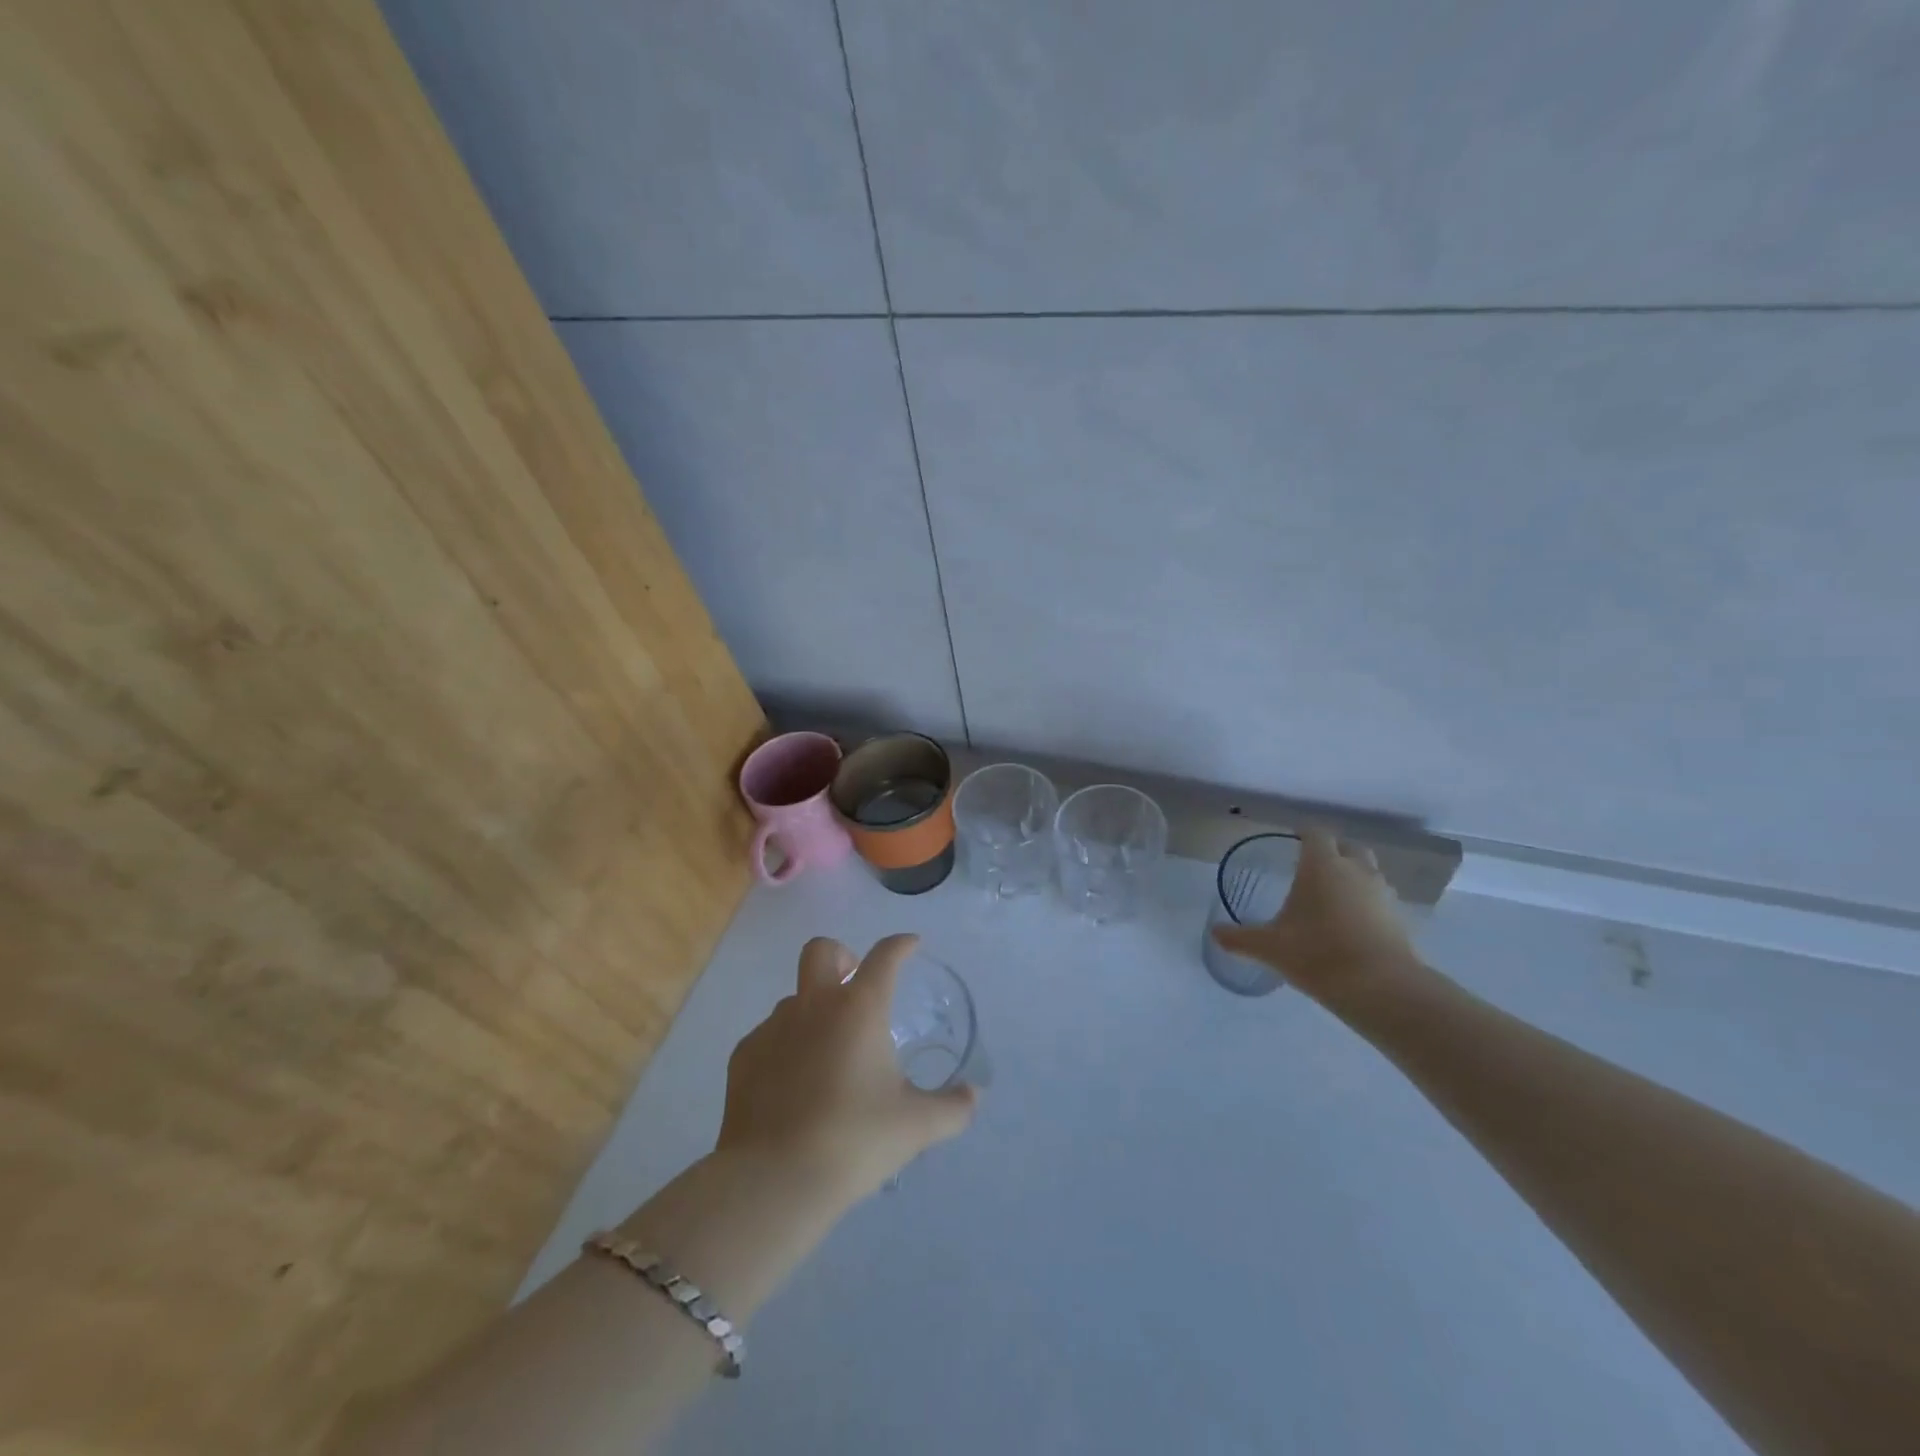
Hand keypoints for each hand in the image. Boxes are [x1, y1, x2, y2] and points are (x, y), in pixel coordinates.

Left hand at [715, 934, 977, 1200]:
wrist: (774, 1180)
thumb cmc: (854, 1140)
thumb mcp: (916, 1126)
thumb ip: (952, 1108)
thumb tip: (974, 1097)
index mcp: (860, 1008)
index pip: (885, 956)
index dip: (901, 945)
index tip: (911, 945)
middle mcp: (814, 1005)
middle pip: (822, 950)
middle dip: (842, 956)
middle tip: (855, 984)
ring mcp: (773, 1027)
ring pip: (794, 997)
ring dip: (813, 1009)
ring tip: (827, 1052)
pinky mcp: (744, 1056)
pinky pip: (768, 1035)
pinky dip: (785, 1046)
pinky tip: (793, 1084)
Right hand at [1210, 826, 1427, 1011]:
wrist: (1381, 988)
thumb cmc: (1318, 954)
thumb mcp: (1270, 947)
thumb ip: (1240, 938)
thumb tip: (1214, 934)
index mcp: (1323, 865)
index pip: (1316, 833)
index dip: (1304, 833)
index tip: (1293, 841)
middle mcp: (1356, 870)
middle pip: (1349, 846)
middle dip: (1334, 852)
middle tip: (1314, 868)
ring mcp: (1383, 894)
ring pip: (1369, 872)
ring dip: (1354, 877)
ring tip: (1333, 898)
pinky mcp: (1401, 919)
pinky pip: (1381, 900)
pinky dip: (1368, 905)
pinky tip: (1353, 926)